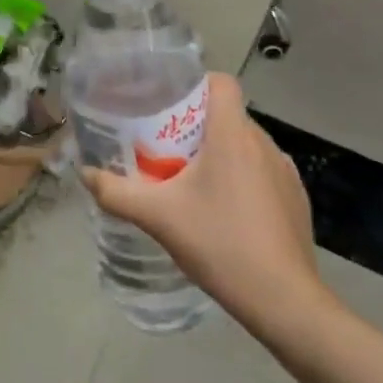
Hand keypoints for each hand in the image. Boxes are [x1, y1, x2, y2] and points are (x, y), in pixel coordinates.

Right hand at [80, 73, 335, 337]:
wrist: (283, 300)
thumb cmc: (220, 243)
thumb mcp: (158, 217)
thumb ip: (116, 192)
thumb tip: (85, 174)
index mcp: (232, 134)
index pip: (221, 83)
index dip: (196, 85)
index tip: (170, 105)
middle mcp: (264, 143)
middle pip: (228, 115)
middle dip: (197, 126)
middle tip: (166, 150)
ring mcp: (285, 171)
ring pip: (246, 144)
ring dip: (220, 154)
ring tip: (193, 182)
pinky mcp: (296, 198)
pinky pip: (263, 171)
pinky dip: (243, 178)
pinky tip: (226, 212)